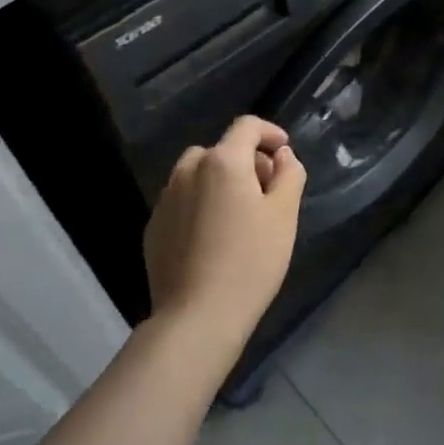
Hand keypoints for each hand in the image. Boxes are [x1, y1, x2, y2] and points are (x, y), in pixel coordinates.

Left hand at [143, 115, 304, 366]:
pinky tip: (213, 237)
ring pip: (197, 174)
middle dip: (246, 161)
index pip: (247, 126)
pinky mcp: (154, 227)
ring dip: (219, 181)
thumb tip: (282, 155)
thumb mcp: (284, 215)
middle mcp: (189, 170)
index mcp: (223, 161)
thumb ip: (289, 174)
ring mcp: (166, 198)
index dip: (269, 132)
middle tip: (267, 192)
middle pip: (221, 150)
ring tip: (238, 214)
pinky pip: (182, 200)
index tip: (284, 152)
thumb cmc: (250, 262)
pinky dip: (200, 204)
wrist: (197, 317)